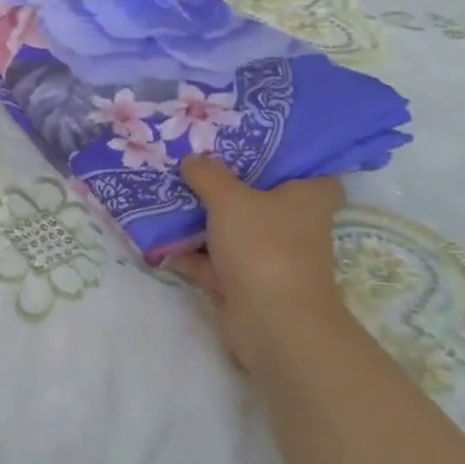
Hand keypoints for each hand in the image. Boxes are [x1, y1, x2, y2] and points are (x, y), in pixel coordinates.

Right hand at [166, 158, 344, 367]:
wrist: (271, 322)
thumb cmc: (264, 246)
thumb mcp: (229, 198)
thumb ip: (208, 174)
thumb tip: (193, 160)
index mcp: (308, 197)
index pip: (306, 168)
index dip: (282, 155)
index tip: (248, 142)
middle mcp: (293, 225)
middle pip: (259, 196)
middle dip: (226, 182)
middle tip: (193, 159)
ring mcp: (268, 255)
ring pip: (231, 228)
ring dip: (201, 218)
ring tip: (165, 191)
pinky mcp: (244, 282)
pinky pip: (212, 259)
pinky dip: (188, 251)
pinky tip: (156, 236)